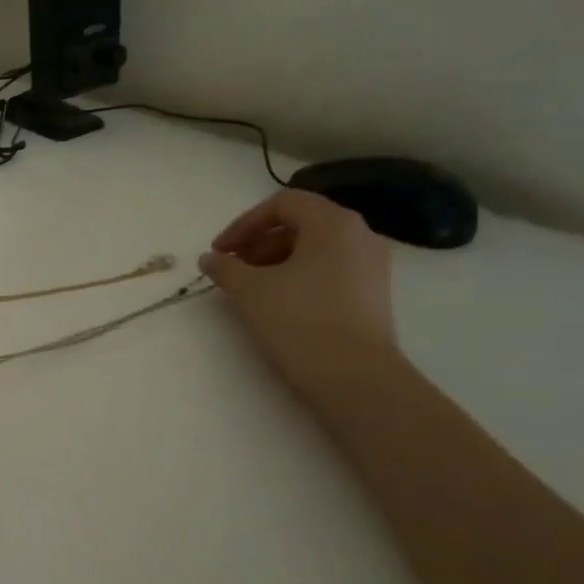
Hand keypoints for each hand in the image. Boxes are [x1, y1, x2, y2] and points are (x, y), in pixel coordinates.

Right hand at [199, 190, 397, 397]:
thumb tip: (210, 258)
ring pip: (316, 248)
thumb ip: (226, 268)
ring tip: (252, 287)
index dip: (244, 224)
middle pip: (301, 223)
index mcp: (333, 224)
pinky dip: (300, 275)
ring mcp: (371, 265)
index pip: (283, 204)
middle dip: (260, 242)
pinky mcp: (373, 294)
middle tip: (233, 268)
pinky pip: (330, 269)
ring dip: (277, 260)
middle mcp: (359, 235)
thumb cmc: (300, 322)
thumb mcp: (250, 291)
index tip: (220, 251)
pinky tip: (280, 302)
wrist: (355, 378)